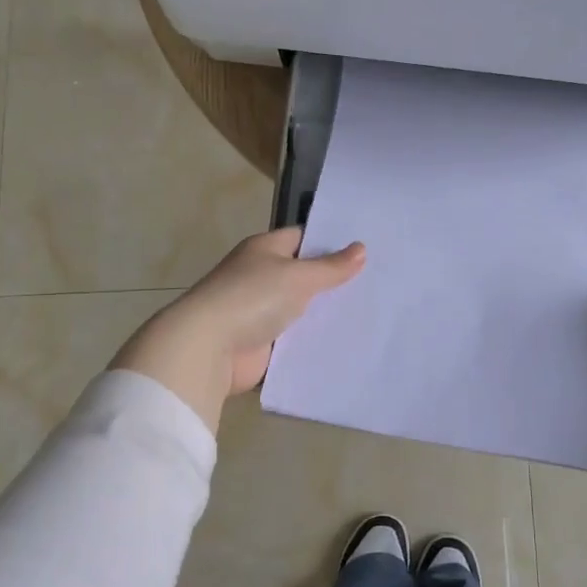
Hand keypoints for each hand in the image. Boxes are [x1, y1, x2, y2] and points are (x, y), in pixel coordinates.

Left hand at [112, 229, 366, 429]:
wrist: (209, 348)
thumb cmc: (252, 298)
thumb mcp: (298, 277)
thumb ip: (330, 267)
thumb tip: (361, 248)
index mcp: (264, 250)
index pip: (302, 238)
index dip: (331, 243)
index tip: (365, 251)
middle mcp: (261, 277)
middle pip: (303, 275)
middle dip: (333, 281)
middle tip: (376, 284)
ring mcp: (259, 311)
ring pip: (301, 309)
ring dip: (325, 314)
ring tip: (370, 314)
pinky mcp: (262, 344)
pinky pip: (294, 339)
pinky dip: (313, 342)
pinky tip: (345, 343)